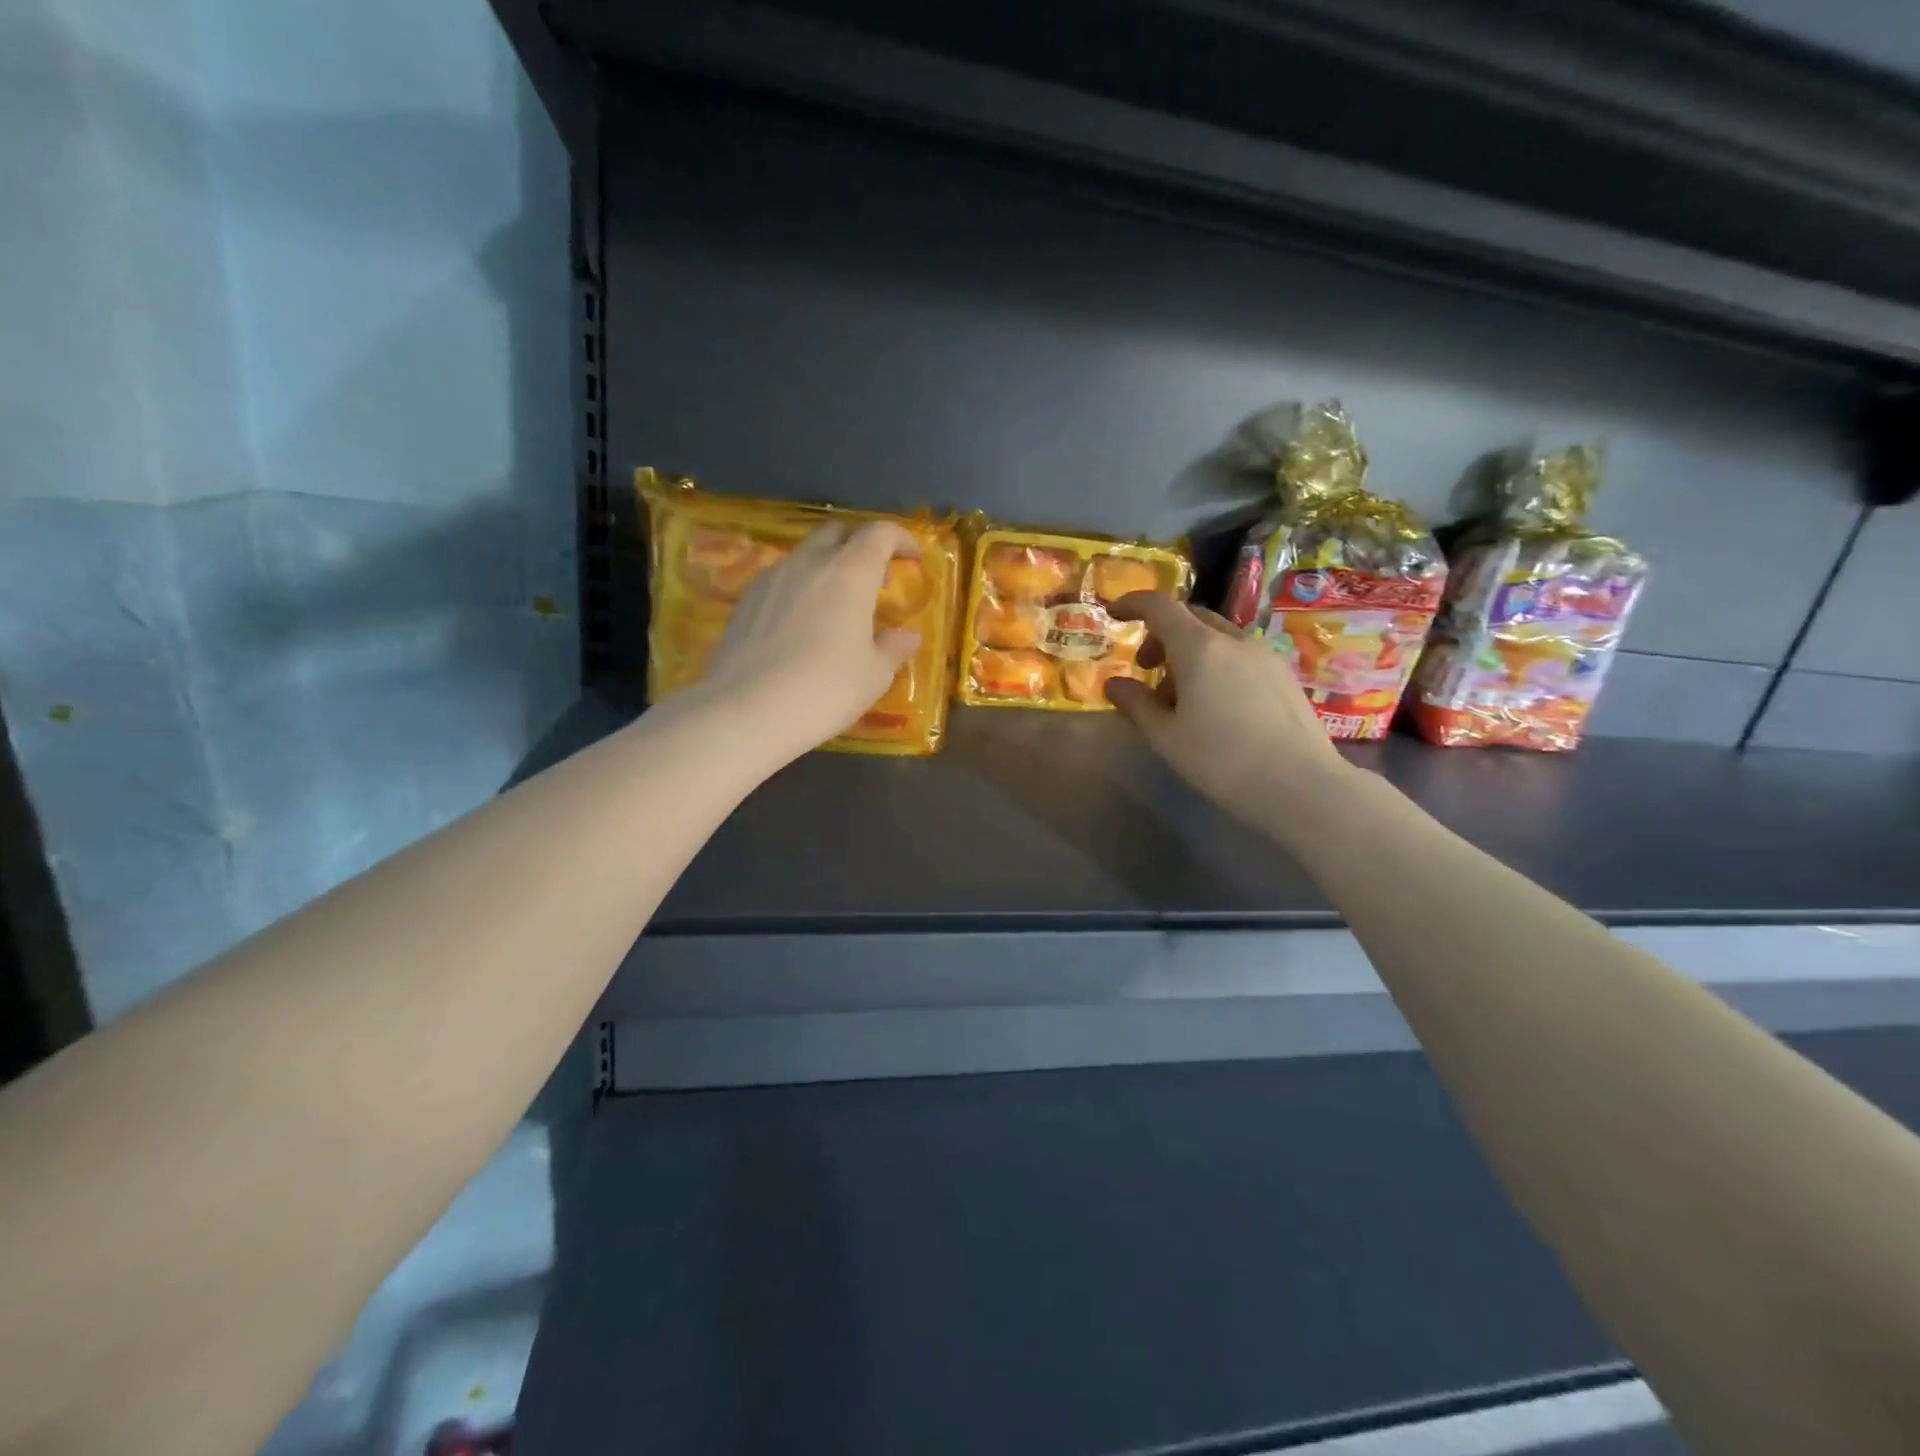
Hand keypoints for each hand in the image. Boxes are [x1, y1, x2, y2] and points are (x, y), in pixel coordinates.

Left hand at [692, 520, 923, 761]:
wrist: (747, 710)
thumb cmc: (825, 690)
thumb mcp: (874, 675)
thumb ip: (894, 648)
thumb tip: (908, 636)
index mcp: (850, 573)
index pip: (879, 533)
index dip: (900, 539)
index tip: (912, 558)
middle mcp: (809, 563)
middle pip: (838, 533)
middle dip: (862, 546)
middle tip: (875, 581)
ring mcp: (772, 578)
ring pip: (806, 554)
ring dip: (828, 567)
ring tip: (838, 605)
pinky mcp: (746, 599)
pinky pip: (781, 578)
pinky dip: (801, 587)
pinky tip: (802, 622)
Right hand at [1105, 592, 1349, 821]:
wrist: (1301, 786)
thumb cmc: (1222, 761)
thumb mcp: (1166, 737)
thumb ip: (1136, 704)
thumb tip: (1114, 684)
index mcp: (1199, 647)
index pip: (1160, 606)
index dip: (1133, 603)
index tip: (1113, 613)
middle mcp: (1234, 641)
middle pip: (1191, 617)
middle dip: (1161, 634)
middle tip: (1146, 668)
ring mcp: (1264, 656)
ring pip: (1217, 638)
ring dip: (1189, 653)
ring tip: (1180, 698)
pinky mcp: (1284, 676)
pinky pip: (1239, 655)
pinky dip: (1215, 665)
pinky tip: (1215, 706)